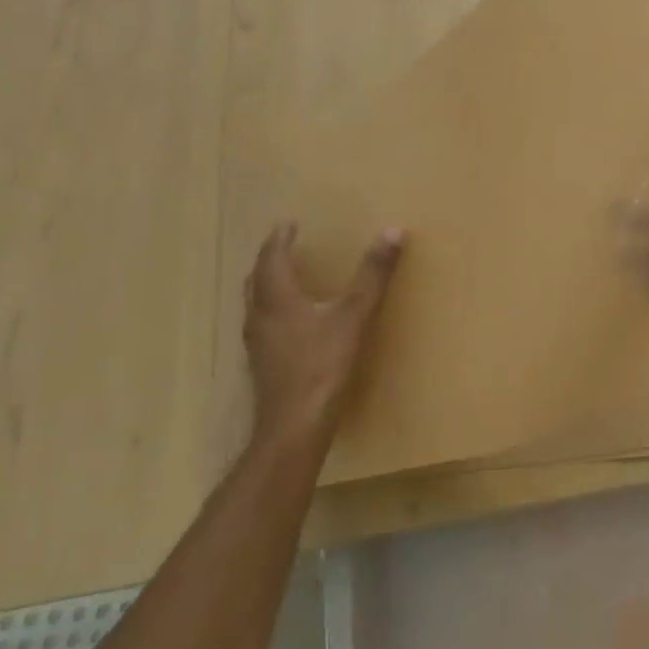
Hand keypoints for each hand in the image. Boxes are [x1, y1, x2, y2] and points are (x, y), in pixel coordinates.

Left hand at [242, 221, 404, 447]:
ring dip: (266, 284)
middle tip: (284, 246)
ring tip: (284, 277)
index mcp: (277, 298)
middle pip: (256, 279)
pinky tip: (289, 322)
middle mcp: (260, 316)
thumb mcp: (354, 315)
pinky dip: (272, 309)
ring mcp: (257, 343)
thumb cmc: (323, 365)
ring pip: (255, 303)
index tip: (288, 223)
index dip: (279, 238)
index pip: (271, 258)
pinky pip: (262, 324)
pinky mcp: (262, 364)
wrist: (295, 425)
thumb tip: (393, 231)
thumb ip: (373, 274)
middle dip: (269, 259)